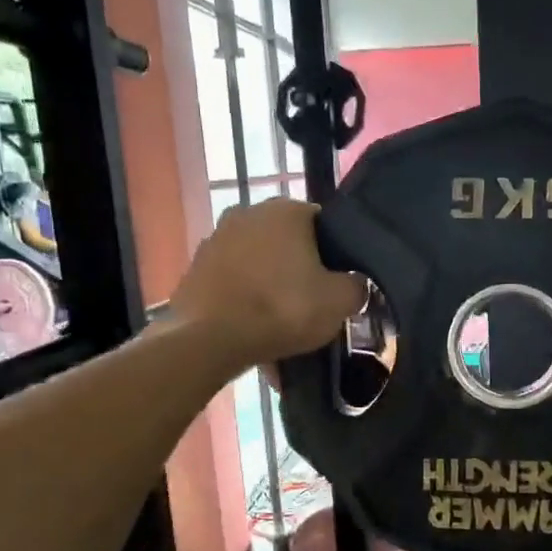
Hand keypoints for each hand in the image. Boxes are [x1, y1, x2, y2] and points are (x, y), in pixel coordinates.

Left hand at [168, 198, 365, 366]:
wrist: (210, 340)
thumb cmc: (283, 309)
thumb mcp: (339, 302)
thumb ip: (356, 286)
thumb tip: (355, 283)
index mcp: (286, 210)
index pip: (322, 223)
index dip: (333, 254)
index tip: (335, 283)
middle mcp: (248, 212)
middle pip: (286, 242)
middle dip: (298, 267)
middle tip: (310, 303)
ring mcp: (215, 238)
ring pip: (257, 262)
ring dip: (269, 284)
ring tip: (279, 321)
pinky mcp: (194, 267)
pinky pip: (232, 281)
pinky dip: (243, 299)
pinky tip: (252, 328)